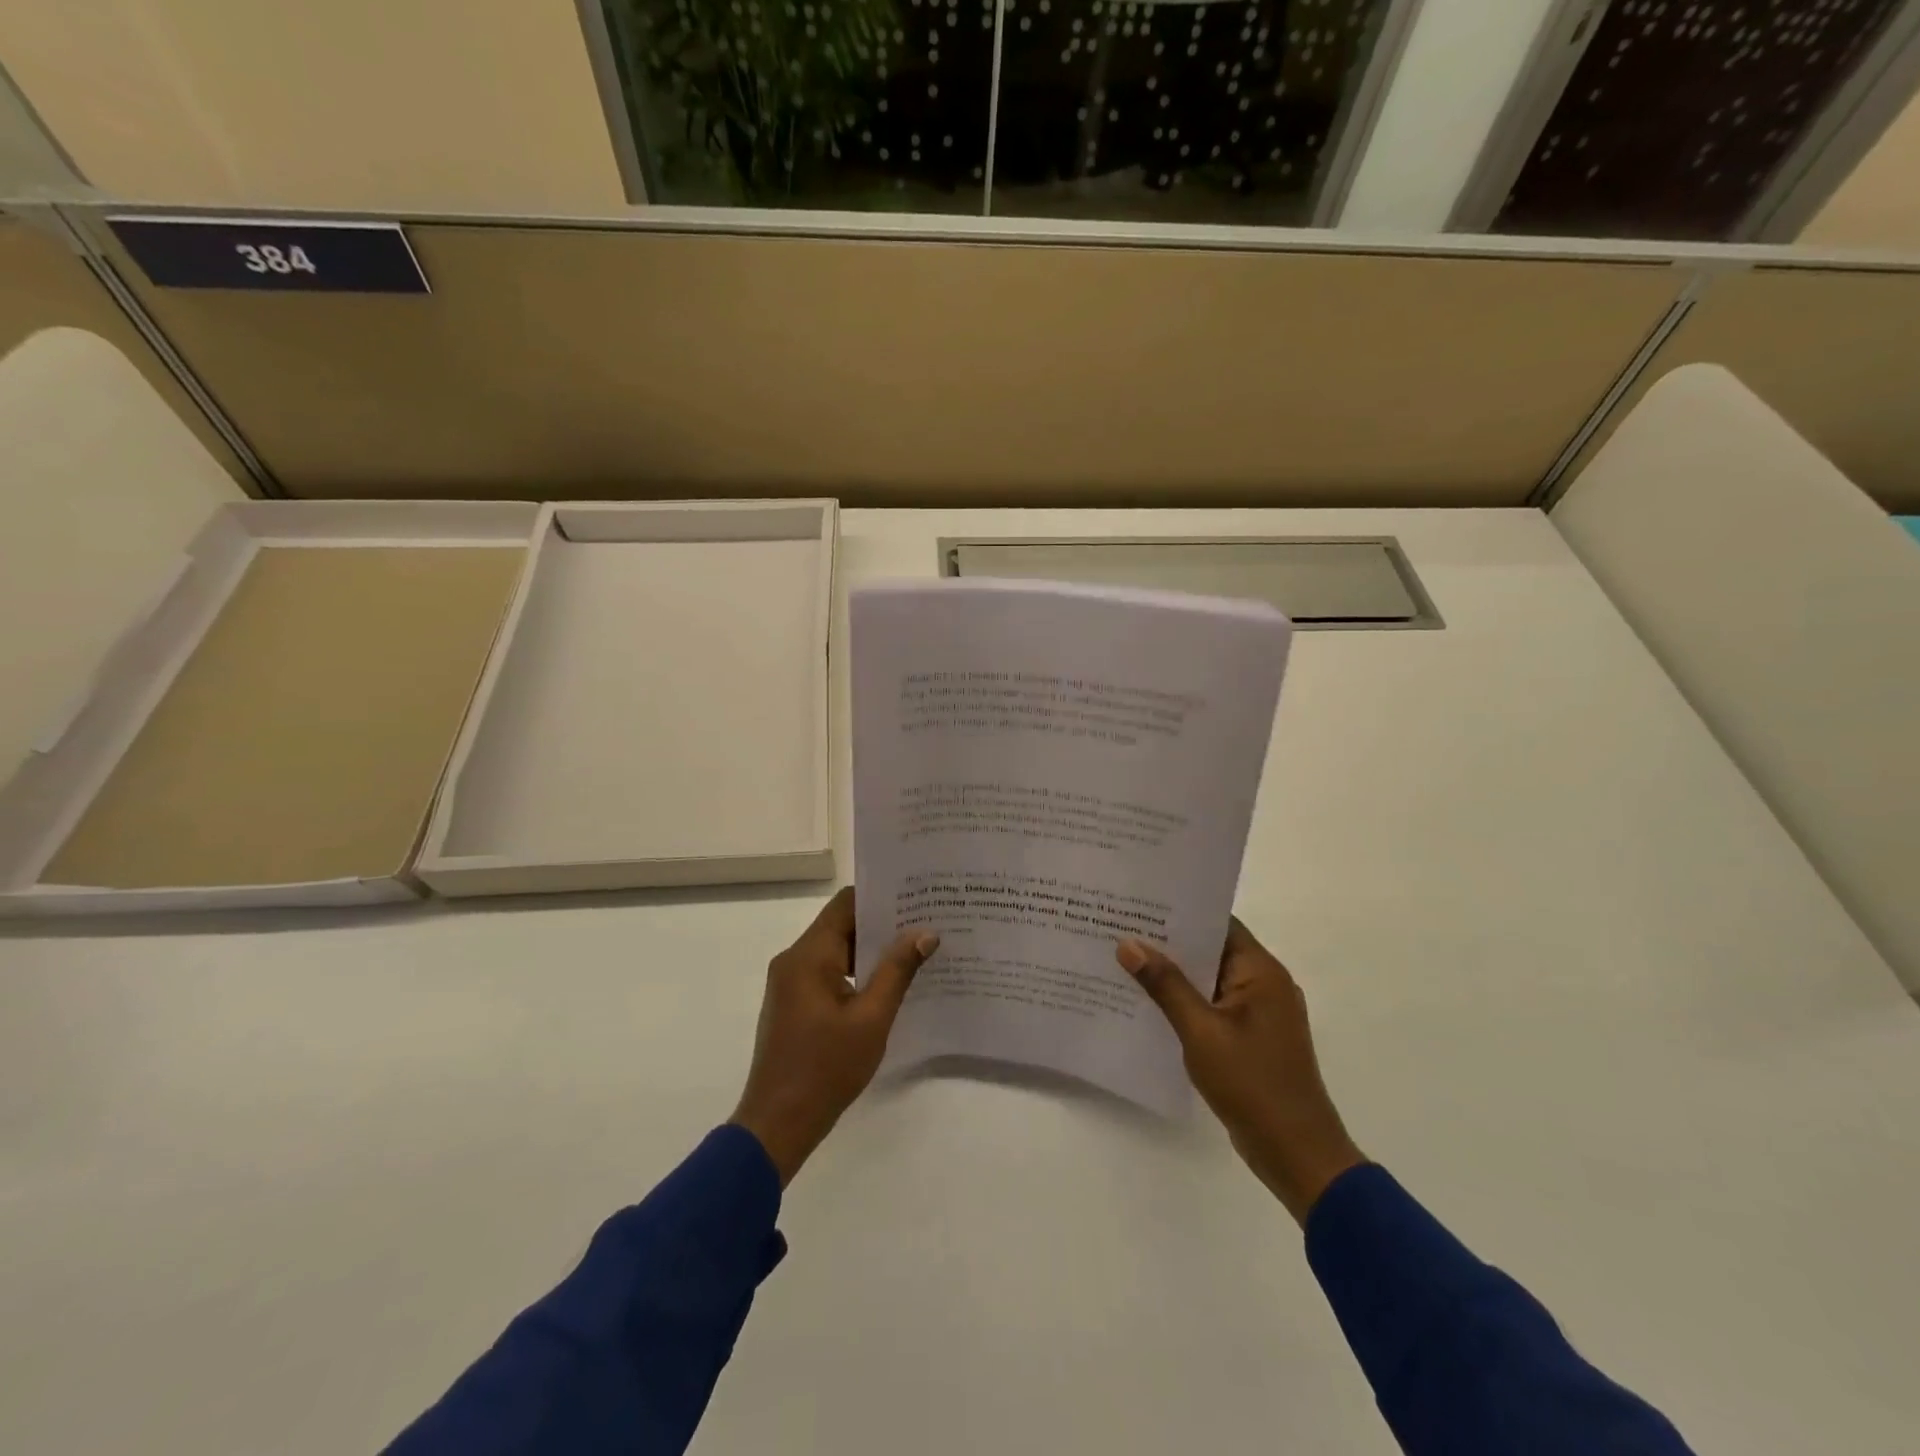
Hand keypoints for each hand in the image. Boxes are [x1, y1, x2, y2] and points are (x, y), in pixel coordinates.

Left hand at [732, 888, 938, 1186]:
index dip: (881, 897)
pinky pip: (828, 971)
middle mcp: (794, 959)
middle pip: (841, 924)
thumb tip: (925, 933)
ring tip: (915, 951)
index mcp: (808, 955)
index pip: (846, 903)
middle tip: (926, 924)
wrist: (777, 1124)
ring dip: (870, 950)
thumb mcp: (871, 1019)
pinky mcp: (793, 1002)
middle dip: (882, 923)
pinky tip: (888, 983)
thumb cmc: (825, 1069)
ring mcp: (790, 982)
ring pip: (836, 949)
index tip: (917, 898)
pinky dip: (856, 971)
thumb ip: (897, 971)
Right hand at [1118, 920, 1363, 1224]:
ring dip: (1175, 974)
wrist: (1297, 1154)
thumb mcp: (1201, 1031)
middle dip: (1169, 943)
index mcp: (1262, 972)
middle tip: (1120, 929)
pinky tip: (1149, 1004)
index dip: (1180, 912)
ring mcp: (1260, 1013)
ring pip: (1210, 979)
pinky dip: (1186, 1002)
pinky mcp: (1252, 1037)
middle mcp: (1265, 983)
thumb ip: (1165, 985)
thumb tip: (1129, 944)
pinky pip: (1213, 1006)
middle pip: (1212, 949)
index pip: (1219, 923)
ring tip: (1125, 961)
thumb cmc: (1251, 1084)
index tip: (1139, 904)